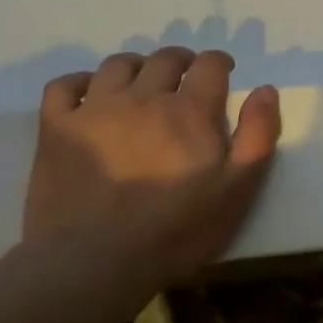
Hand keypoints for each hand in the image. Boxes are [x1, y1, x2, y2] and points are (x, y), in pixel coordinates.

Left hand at [22, 47, 281, 289]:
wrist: (93, 264)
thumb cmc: (175, 231)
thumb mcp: (237, 190)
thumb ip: (258, 136)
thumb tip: (265, 90)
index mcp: (191, 110)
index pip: (210, 64)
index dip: (220, 63)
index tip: (224, 73)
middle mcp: (144, 97)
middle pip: (165, 58)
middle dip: (182, 61)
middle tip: (186, 79)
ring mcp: (96, 110)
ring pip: (118, 65)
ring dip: (137, 66)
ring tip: (142, 84)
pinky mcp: (57, 129)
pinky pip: (64, 85)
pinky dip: (79, 81)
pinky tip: (89, 94)